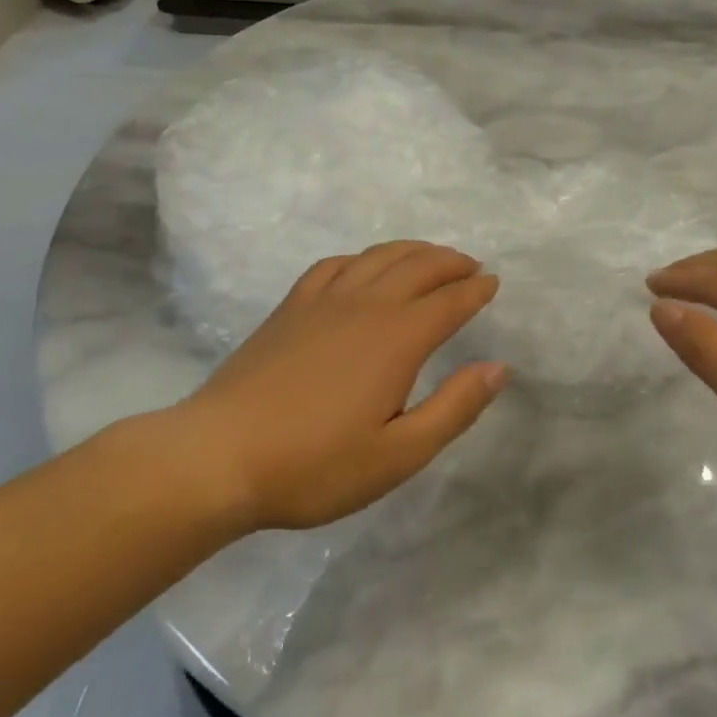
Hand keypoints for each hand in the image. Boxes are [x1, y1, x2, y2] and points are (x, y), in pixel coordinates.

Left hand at [157, 242, 506, 532]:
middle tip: (471, 267)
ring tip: (430, 257)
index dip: (475, 290)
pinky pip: (333, 266)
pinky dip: (361, 258)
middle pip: (417, 267)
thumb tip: (498, 367)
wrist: (218, 457)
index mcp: (397, 339)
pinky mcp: (289, 309)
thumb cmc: (316, 465)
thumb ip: (455, 408)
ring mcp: (322, 302)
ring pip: (377, 258)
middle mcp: (365, 306)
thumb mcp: (399, 454)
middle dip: (450, 262)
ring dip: (412, 251)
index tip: (493, 283)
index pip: (449, 302)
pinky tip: (363, 267)